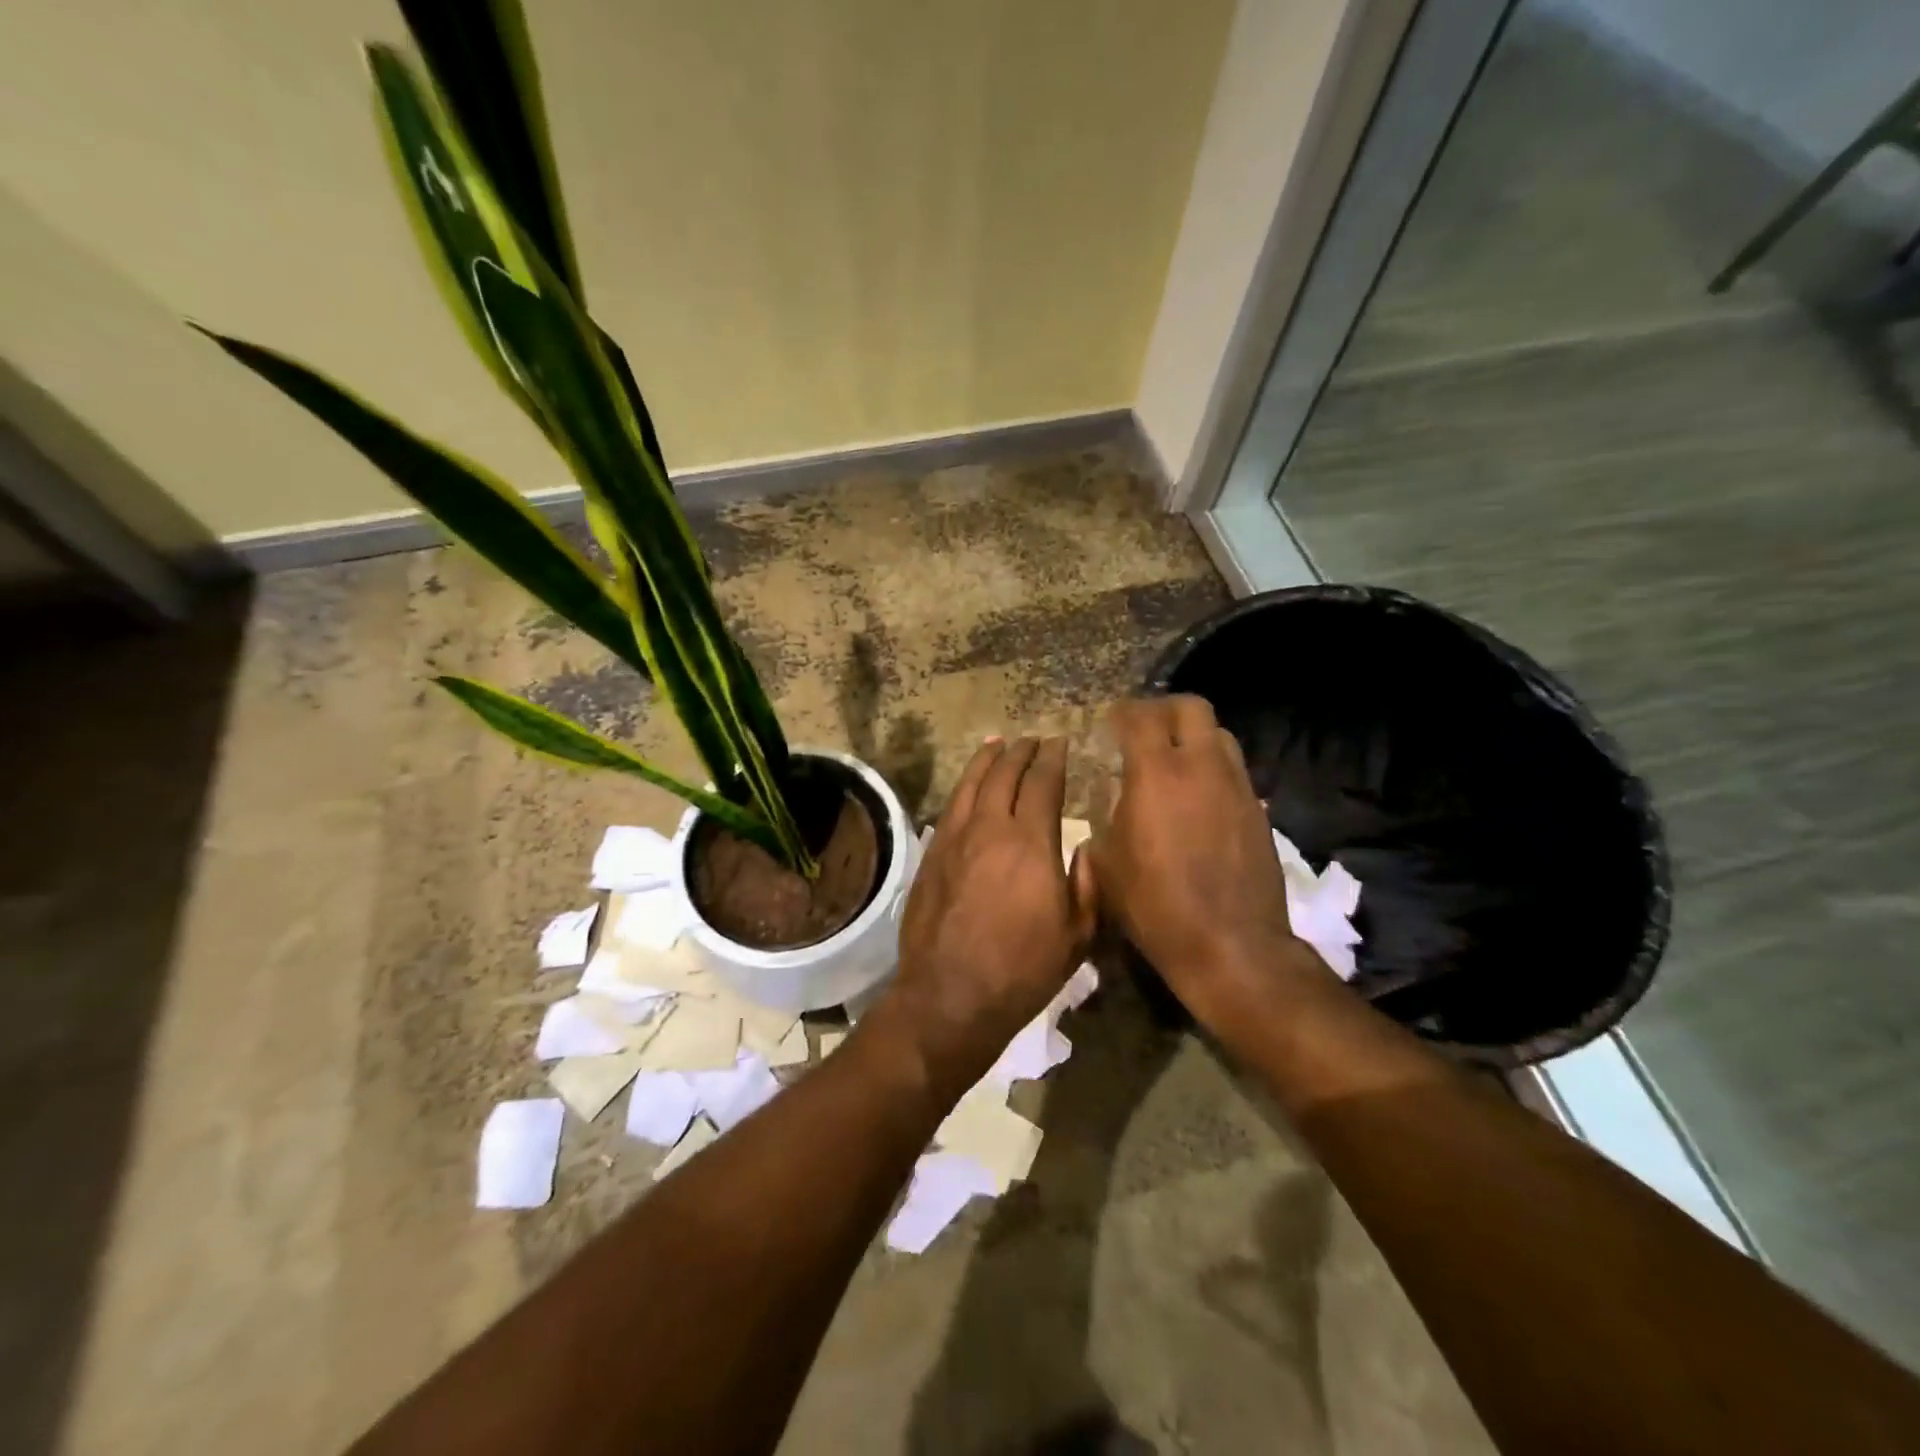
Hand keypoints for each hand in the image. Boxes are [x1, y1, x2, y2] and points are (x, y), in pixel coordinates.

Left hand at [874, 737, 1096, 1097]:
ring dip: (987, 759)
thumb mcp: (1077, 935)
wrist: (950, 995)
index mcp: (1031, 843)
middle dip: (1021, 751)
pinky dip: (964, 785)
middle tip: (1032, 740)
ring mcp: (955, 838)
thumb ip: (1086, 884)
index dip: (1053, 759)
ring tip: (998, 743)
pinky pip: (951, 806)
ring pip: (972, 783)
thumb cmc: (1023, 970)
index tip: (1060, 743)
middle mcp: (991, 828)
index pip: (1043, 783)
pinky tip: (969, 784)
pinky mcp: (931, 854)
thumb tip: (1083, 847)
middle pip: (1005, 774)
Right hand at [1089, 697, 1322, 1033]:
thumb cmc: (1154, 904)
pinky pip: (1234, 771)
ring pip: (1220, 736)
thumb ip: (1105, 821)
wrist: (1230, 944)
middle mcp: (1202, 767)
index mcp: (1156, 774)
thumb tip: (1111, 807)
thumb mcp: (1106, 864)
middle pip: (1192, 707)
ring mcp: (1237, 786)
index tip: (1110, 721)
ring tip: (1175, 761)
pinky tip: (1199, 799)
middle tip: (1145, 729)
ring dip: (1195, 737)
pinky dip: (1213, 770)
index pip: (1141, 716)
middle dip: (1165, 710)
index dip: (1123, 712)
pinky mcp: (1258, 810)